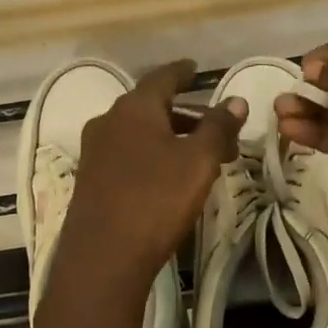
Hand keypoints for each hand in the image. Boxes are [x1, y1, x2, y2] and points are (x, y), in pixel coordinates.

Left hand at [55, 60, 245, 298]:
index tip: (195, 69)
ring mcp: (95, 151)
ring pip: (139, 132)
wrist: (102, 258)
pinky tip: (168, 176)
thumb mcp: (199, 161)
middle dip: (185, 114)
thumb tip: (236, 100)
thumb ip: (218, 127)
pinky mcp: (90, 179)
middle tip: (215, 127)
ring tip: (199, 157)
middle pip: (151, 106)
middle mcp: (109, 121)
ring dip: (170, 136)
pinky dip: (151, 154)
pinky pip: (127, 153)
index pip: (162, 78)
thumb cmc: (156, 199)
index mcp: (134, 107)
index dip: (182, 72)